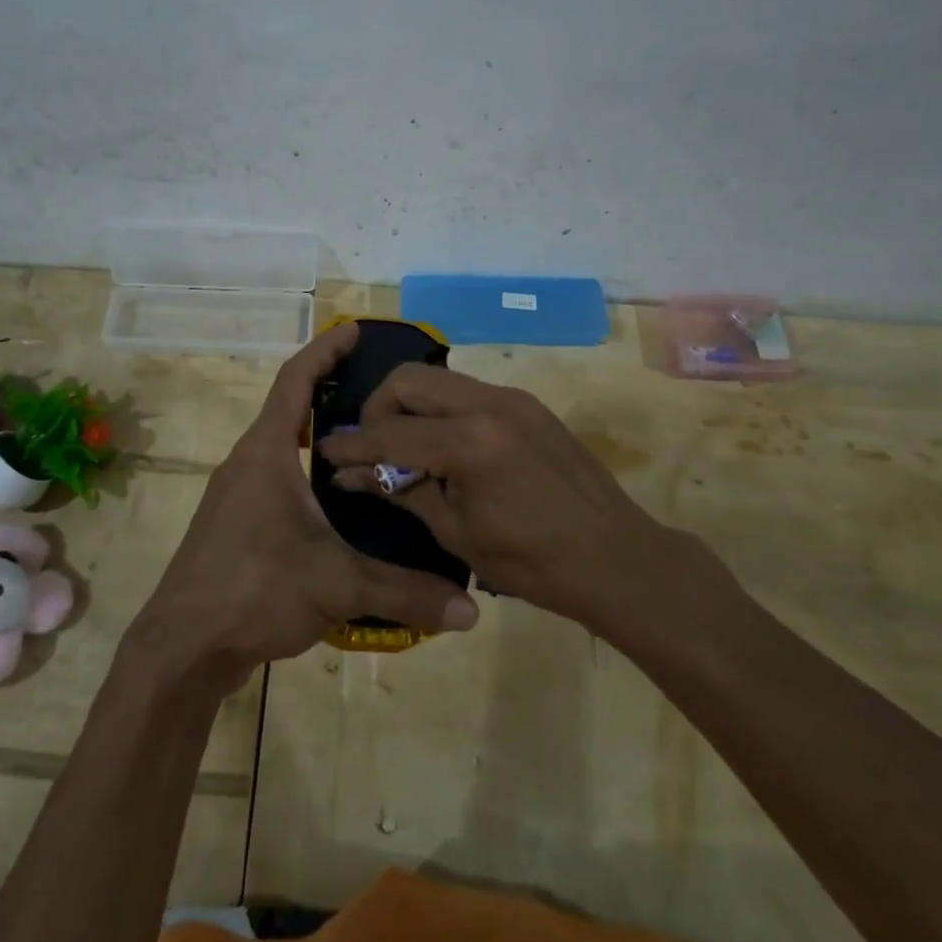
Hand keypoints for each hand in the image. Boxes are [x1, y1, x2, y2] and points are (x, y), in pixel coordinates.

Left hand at [129, 325, 479, 693]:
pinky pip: (277, 482)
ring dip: (319, 439)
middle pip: (290, 409)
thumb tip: (469, 613)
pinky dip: (308, 476)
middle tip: (382, 394)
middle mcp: (247, 462)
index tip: (355, 330)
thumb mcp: (338, 585)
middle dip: (331, 392)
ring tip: (370, 446)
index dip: (325, 349)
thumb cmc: (255, 589)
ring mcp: (236, 494)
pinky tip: (340, 506)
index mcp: (267, 452)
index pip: (295, 379)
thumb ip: (406, 593)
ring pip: (283, 449)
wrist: (183, 646)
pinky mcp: (234, 525)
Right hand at [316, 365, 740, 639]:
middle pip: (409, 379)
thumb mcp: (457, 533)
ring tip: (405, 446)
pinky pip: (468, 392)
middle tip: (372, 445)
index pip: (391, 434)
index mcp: (469, 443)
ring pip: (439, 379)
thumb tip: (352, 476)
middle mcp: (489, 404)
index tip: (325, 451)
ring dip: (411, 405)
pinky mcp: (527, 404)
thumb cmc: (533, 562)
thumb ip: (403, 493)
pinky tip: (444, 447)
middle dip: (379, 408)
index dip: (352, 444)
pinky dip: (442, 411)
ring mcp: (512, 398)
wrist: (616, 556)